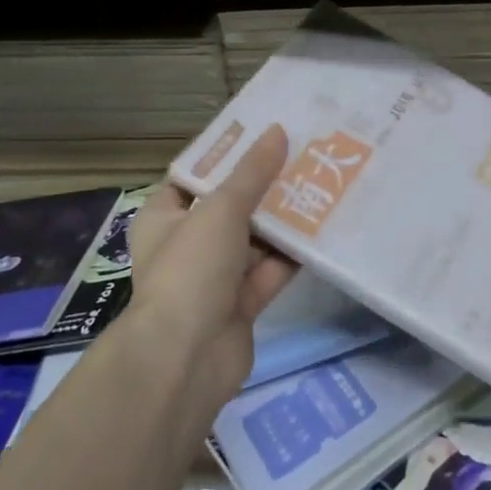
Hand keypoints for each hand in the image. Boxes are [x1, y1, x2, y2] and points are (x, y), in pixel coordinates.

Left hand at [126, 125, 298, 414]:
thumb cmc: (191, 269)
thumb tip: (277, 131)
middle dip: (266, 185)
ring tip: (324, 182)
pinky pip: (271, 270)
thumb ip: (252, 172)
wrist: (186, 358)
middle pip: (232, 206)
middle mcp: (188, 243)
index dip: (228, 155)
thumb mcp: (220, 209)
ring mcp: (216, 276)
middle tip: (305, 154)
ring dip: (285, 218)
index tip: (265, 132)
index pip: (196, 176)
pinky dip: (293, 254)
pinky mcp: (242, 303)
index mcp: (165, 217)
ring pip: (256, 239)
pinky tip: (325, 228)